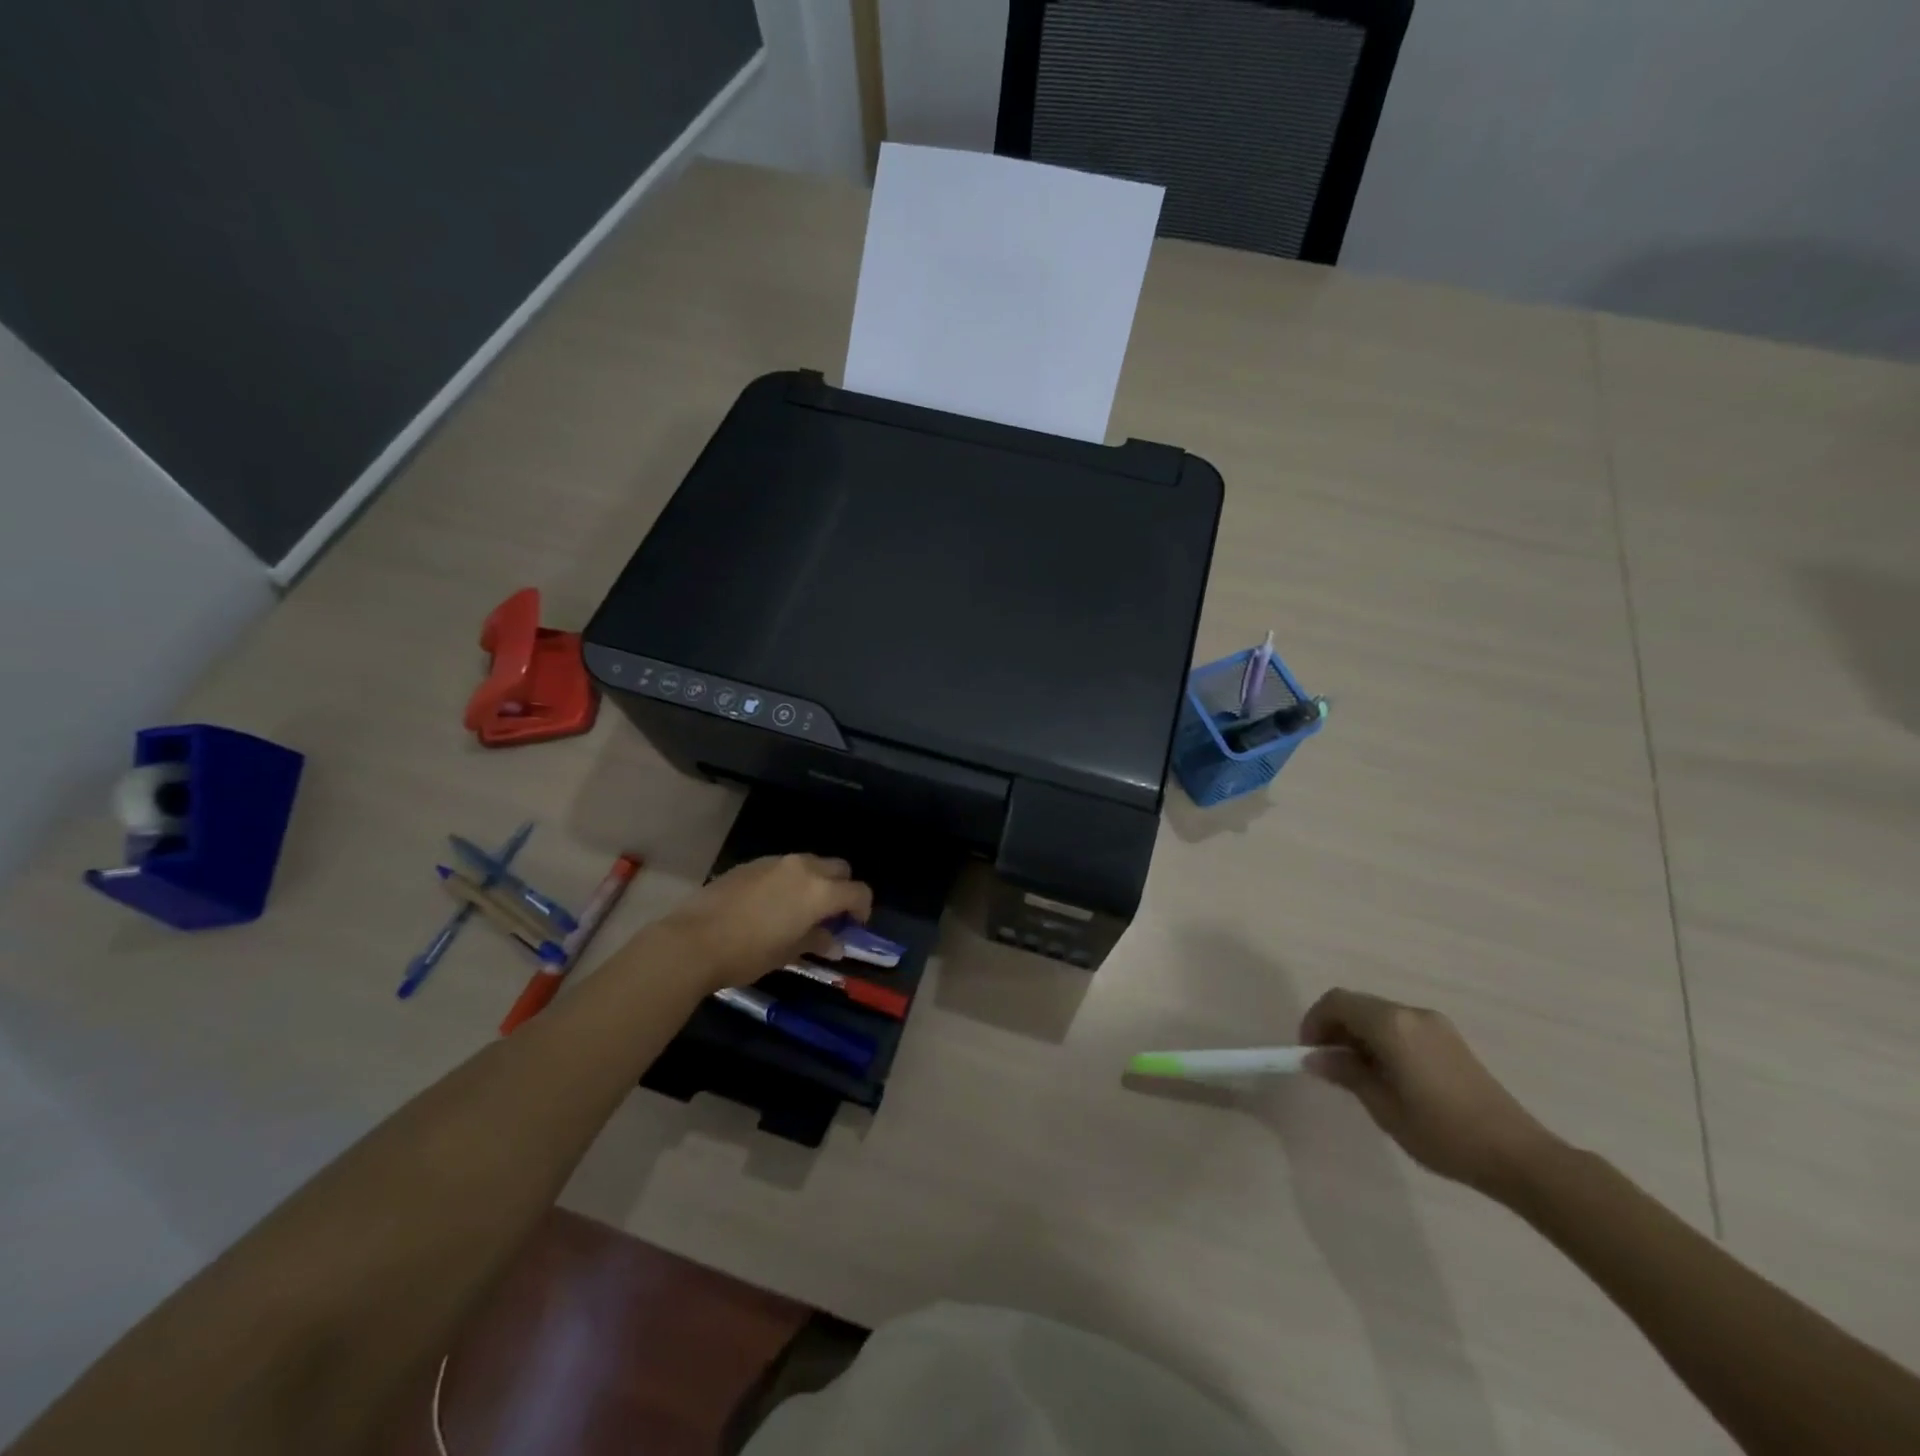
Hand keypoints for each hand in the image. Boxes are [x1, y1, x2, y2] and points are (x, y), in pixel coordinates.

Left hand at [650, 854, 873, 991]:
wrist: (693, 940)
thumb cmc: (748, 953)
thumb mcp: (788, 952)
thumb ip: (817, 941)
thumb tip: (835, 942)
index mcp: (819, 891)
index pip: (858, 891)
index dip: (863, 908)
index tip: (855, 925)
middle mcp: (803, 868)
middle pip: (838, 868)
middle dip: (841, 888)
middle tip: (831, 914)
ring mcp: (775, 862)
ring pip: (810, 863)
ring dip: (815, 881)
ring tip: (800, 909)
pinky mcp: (751, 864)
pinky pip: (783, 867)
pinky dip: (789, 880)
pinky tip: (771, 904)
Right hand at [1299, 988, 1560, 1198]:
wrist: (1519, 1156)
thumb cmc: (1443, 1133)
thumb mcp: (1384, 1108)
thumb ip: (1347, 1074)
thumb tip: (1315, 1057)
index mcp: (1391, 1025)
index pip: (1337, 1002)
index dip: (1314, 1021)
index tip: (1308, 1053)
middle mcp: (1411, 1013)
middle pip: (1357, 1005)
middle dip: (1335, 1028)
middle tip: (1328, 1065)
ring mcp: (1434, 1024)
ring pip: (1379, 1015)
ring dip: (1359, 1034)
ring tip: (1357, 1074)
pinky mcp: (1450, 1039)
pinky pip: (1401, 1026)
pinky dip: (1382, 1039)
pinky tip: (1389, 1075)